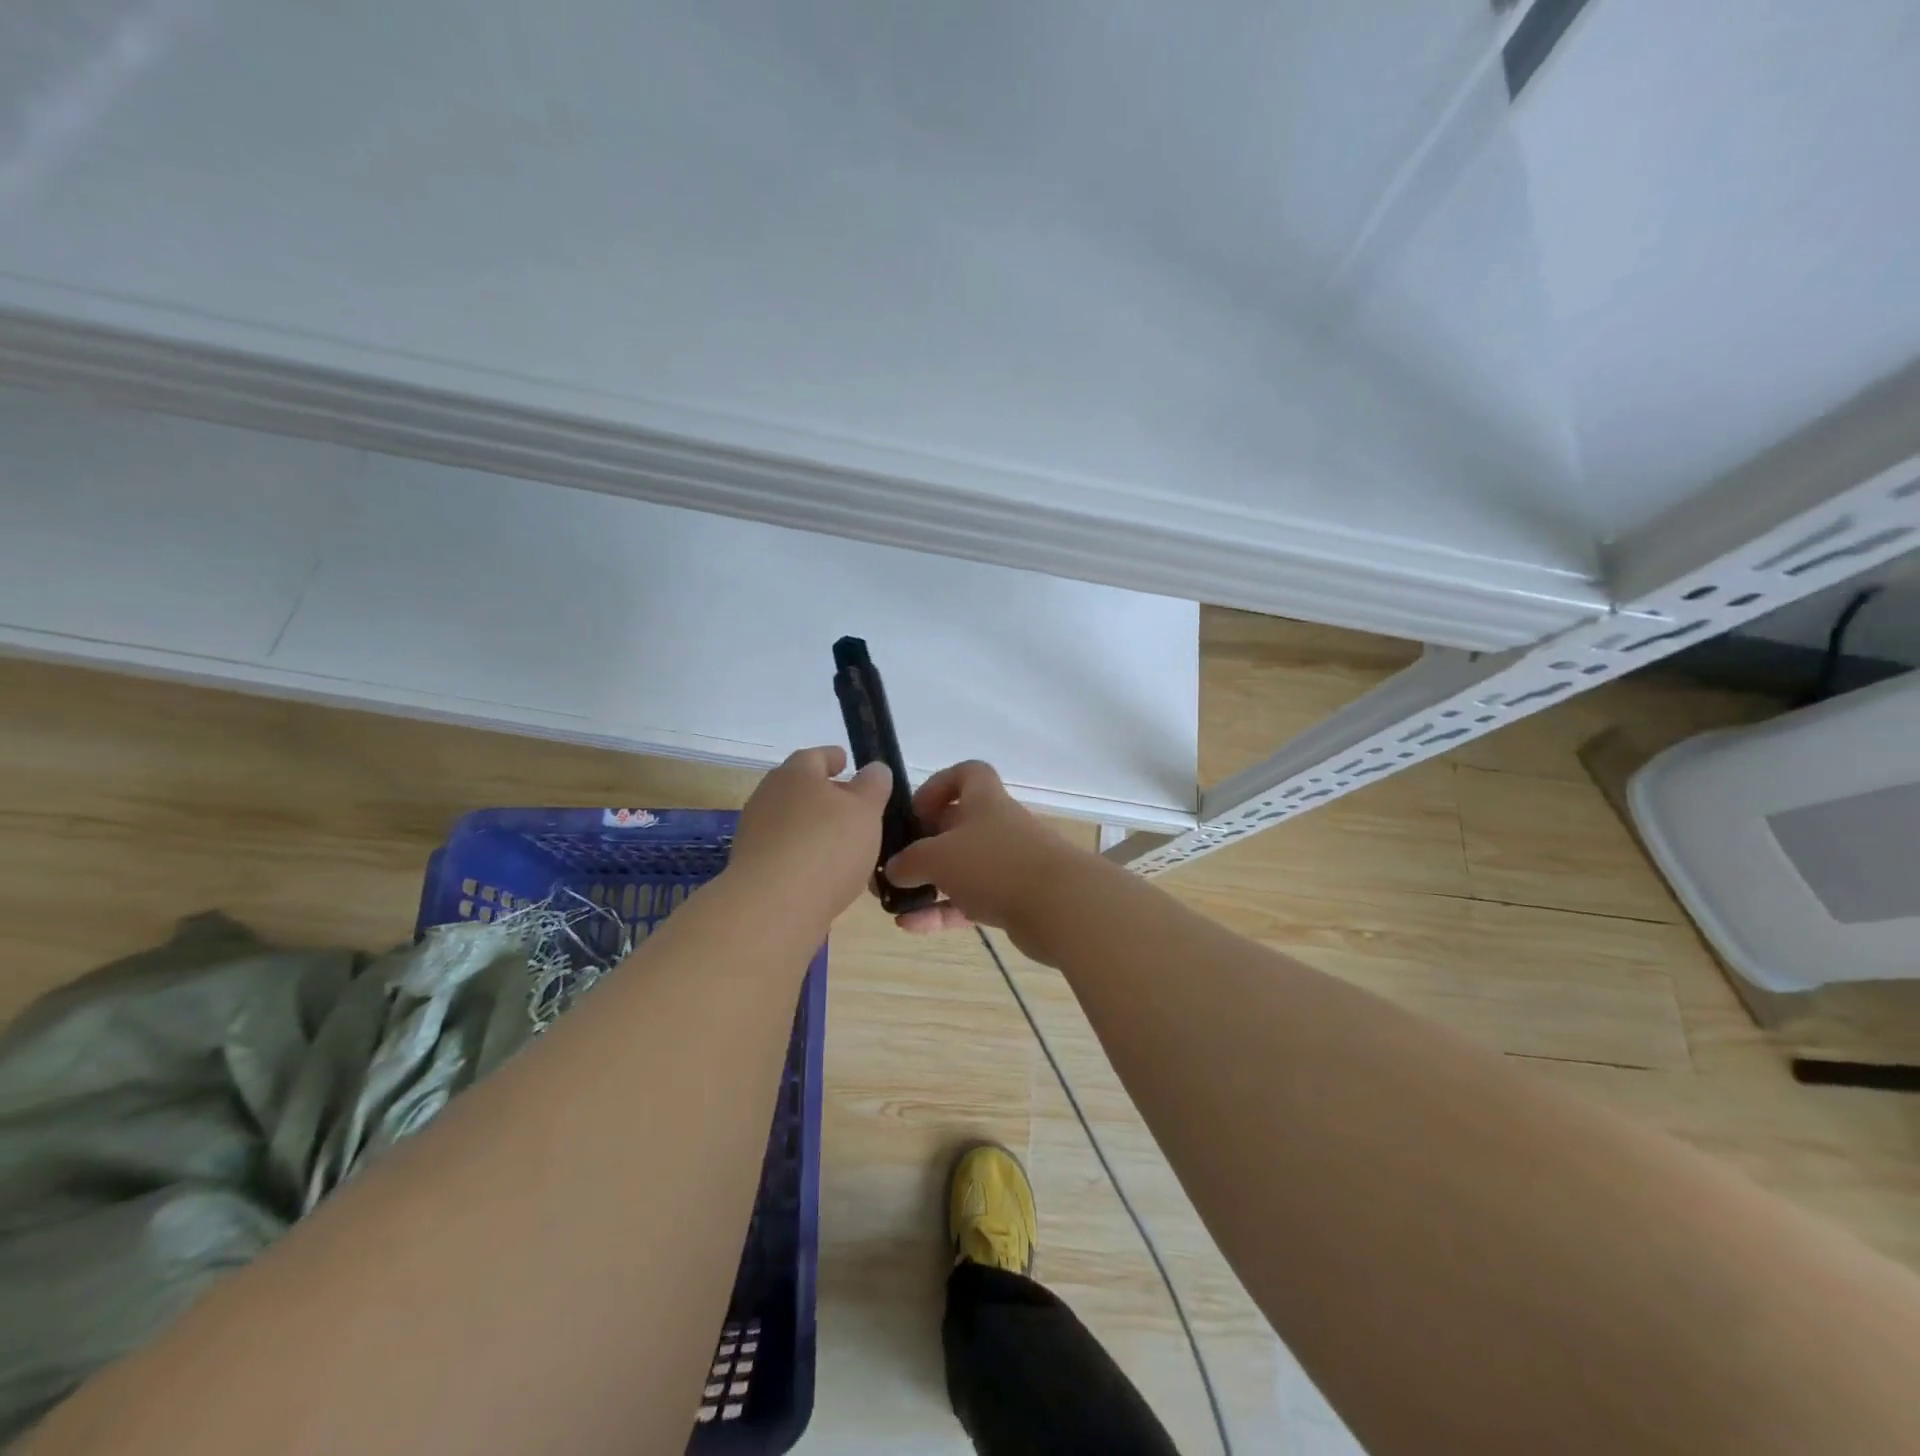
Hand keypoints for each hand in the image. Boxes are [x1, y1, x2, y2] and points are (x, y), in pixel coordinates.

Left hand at [730, 747, 890, 924]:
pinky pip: (786, 852)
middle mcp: (768, 796)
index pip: (816, 756)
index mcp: (795, 773)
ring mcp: (755, 832)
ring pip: (793, 821)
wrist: (773, 907)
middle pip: (801, 788)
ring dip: (816, 829)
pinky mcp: (752, 867)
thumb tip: (874, 769)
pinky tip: (825, 874)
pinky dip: (805, 856)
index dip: (835, 758)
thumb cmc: (827, 846)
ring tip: (846, 847)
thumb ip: (874, 785)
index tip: (847, 763)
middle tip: (855, 809)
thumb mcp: (866, 810)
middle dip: (827, 796)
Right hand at [884, 761, 1077, 934]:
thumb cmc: (994, 864)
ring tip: (894, 901)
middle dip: (925, 843)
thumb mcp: (938, 857)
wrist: (1060, 907)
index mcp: (985, 801)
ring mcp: (1008, 865)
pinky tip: (910, 926)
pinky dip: (942, 911)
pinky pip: (970, 902)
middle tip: (895, 863)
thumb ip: (909, 861)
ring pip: (962, 869)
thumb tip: (893, 869)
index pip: (968, 774)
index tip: (915, 811)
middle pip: (958, 826)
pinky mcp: (1013, 900)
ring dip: (929, 883)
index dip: (940, 785)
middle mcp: (998, 827)